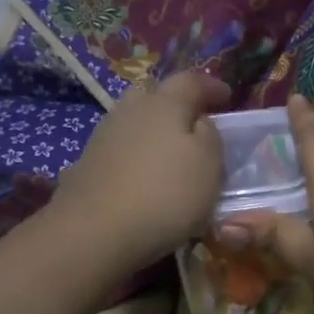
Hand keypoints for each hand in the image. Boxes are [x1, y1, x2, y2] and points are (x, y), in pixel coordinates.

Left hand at [51, 71, 232, 270]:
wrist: (95, 231)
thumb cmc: (166, 195)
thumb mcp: (209, 165)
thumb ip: (210, 136)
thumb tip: (200, 123)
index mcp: (165, 104)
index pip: (191, 81)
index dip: (211, 86)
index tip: (227, 96)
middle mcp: (130, 110)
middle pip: (154, 94)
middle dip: (175, 103)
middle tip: (193, 121)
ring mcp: (103, 136)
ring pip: (133, 120)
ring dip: (153, 130)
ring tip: (169, 153)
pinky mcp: (87, 164)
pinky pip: (120, 148)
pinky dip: (135, 154)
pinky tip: (143, 175)